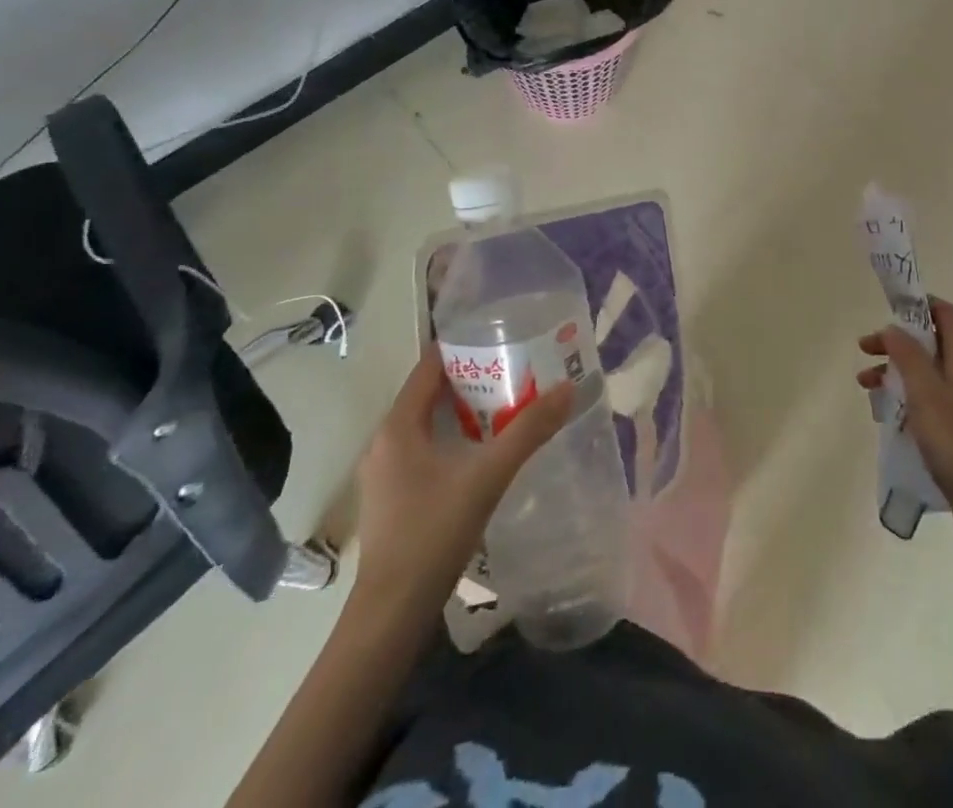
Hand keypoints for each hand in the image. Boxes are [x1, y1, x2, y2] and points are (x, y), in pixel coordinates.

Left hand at [353, 343, 574, 606]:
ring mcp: (384, 472)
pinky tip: (482, 451)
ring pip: (427, 424)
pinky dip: (452, 438)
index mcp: (398, 426)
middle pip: (429, 393)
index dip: (462, 348)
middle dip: (470, 379)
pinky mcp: (391, 497)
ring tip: (506, 404)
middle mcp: (384, 441)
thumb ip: (529, 431)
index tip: (500, 337)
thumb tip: (568, 388)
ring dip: (463, 411)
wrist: (391, 614)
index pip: (428, 366)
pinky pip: (423, 449)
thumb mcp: (488, 476)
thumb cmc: (433, 534)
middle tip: (514, 370)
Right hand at [858, 298, 952, 562]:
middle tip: (865, 351)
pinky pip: (934, 400)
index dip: (919, 305)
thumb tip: (894, 327)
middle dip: (898, 342)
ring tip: (866, 387)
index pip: (947, 315)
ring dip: (898, 372)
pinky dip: (910, 398)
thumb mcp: (925, 393)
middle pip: (934, 343)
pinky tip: (890, 417)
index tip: (887, 310)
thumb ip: (908, 355)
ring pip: (930, 374)